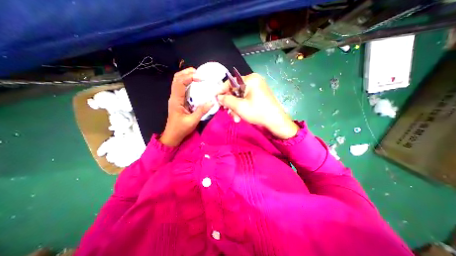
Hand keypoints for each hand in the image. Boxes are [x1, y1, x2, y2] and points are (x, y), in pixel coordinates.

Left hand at [160, 68, 213, 146]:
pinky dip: (188, 83)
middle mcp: (174, 96)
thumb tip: (212, 101)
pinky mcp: (179, 100)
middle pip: (177, 78)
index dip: (190, 77)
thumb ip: (202, 111)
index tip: (201, 78)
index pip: (180, 82)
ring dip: (187, 76)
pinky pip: (182, 88)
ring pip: (178, 81)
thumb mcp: (192, 121)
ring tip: (198, 76)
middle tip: (199, 73)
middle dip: (187, 72)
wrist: (172, 136)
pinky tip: (196, 85)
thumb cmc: (181, 129)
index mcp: (176, 100)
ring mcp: (176, 98)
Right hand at [217, 73, 299, 138]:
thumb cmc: (258, 113)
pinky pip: (246, 99)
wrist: (276, 122)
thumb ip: (227, 100)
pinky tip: (241, 116)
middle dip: (231, 104)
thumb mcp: (239, 107)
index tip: (216, 98)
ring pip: (240, 97)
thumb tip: (219, 97)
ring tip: (236, 118)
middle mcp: (254, 81)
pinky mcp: (259, 95)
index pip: (231, 82)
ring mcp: (257, 88)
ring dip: (236, 108)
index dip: (222, 91)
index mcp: (251, 79)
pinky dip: (242, 107)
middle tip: (228, 113)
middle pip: (235, 91)